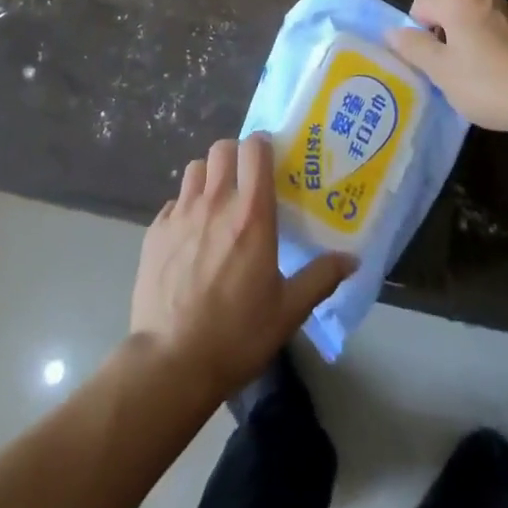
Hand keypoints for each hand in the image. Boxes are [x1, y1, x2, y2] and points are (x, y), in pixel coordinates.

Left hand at [130, 135, 354, 396]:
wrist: (171, 361)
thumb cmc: (236, 334)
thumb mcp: (288, 311)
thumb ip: (320, 278)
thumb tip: (352, 259)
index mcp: (251, 214)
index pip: (254, 150)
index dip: (263, 145)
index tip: (271, 158)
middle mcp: (215, 202)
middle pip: (222, 148)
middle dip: (235, 155)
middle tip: (246, 180)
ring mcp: (180, 213)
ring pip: (194, 168)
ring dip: (208, 176)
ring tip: (217, 202)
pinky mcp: (155, 230)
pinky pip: (173, 201)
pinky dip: (184, 207)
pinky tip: (190, 235)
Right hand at [388, 0, 507, 136]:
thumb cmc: (487, 82)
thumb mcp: (440, 70)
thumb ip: (412, 47)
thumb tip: (391, 32)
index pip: (419, 4)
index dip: (416, 32)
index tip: (427, 61)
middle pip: (445, 7)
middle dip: (439, 34)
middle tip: (444, 68)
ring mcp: (507, 9)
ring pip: (470, 19)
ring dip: (463, 40)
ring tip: (469, 75)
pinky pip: (493, 30)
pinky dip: (486, 46)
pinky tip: (495, 75)